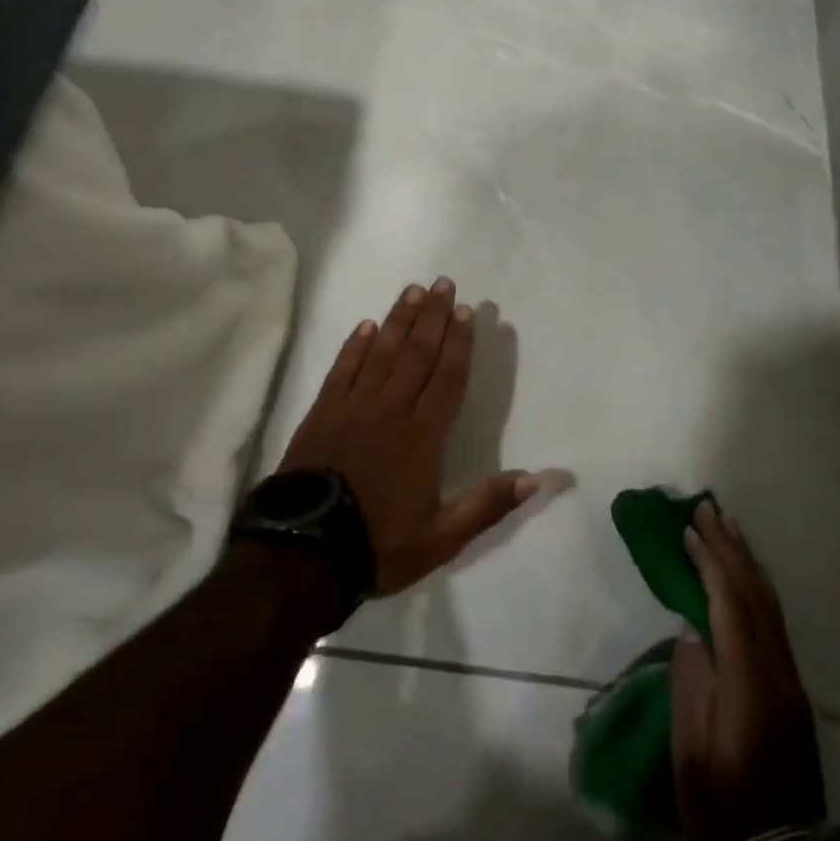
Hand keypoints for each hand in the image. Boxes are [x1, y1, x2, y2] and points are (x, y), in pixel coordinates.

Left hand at [279, 278, 539, 595]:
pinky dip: (354, 346)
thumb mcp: (442, 539)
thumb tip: (536, 479)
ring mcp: (353, 407)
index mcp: (422, 434)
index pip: (447, 376)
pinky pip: (342, 369)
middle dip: (433, 317)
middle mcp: (390, 409)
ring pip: (381, 352)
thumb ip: (488, 505)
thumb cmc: (377, 544)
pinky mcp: (322, 412)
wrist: (303, 556)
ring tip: (413, 291)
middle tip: (443, 284)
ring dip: (398, 320)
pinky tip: (365, 325)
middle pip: (416, 353)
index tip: (467, 311)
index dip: (459, 342)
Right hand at [672, 502, 826, 840]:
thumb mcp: (690, 755)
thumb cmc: (720, 807)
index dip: (710, 563)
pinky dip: (757, 585)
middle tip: (707, 508)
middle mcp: (777, 673)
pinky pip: (774, 620)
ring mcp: (790, 679)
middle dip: (729, 548)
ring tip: (727, 526)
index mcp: (749, 686)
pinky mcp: (793, 688)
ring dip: (746, 560)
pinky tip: (746, 572)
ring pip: (769, 604)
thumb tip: (691, 629)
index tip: (688, 530)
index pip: (730, 607)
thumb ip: (690, 685)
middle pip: (754, 596)